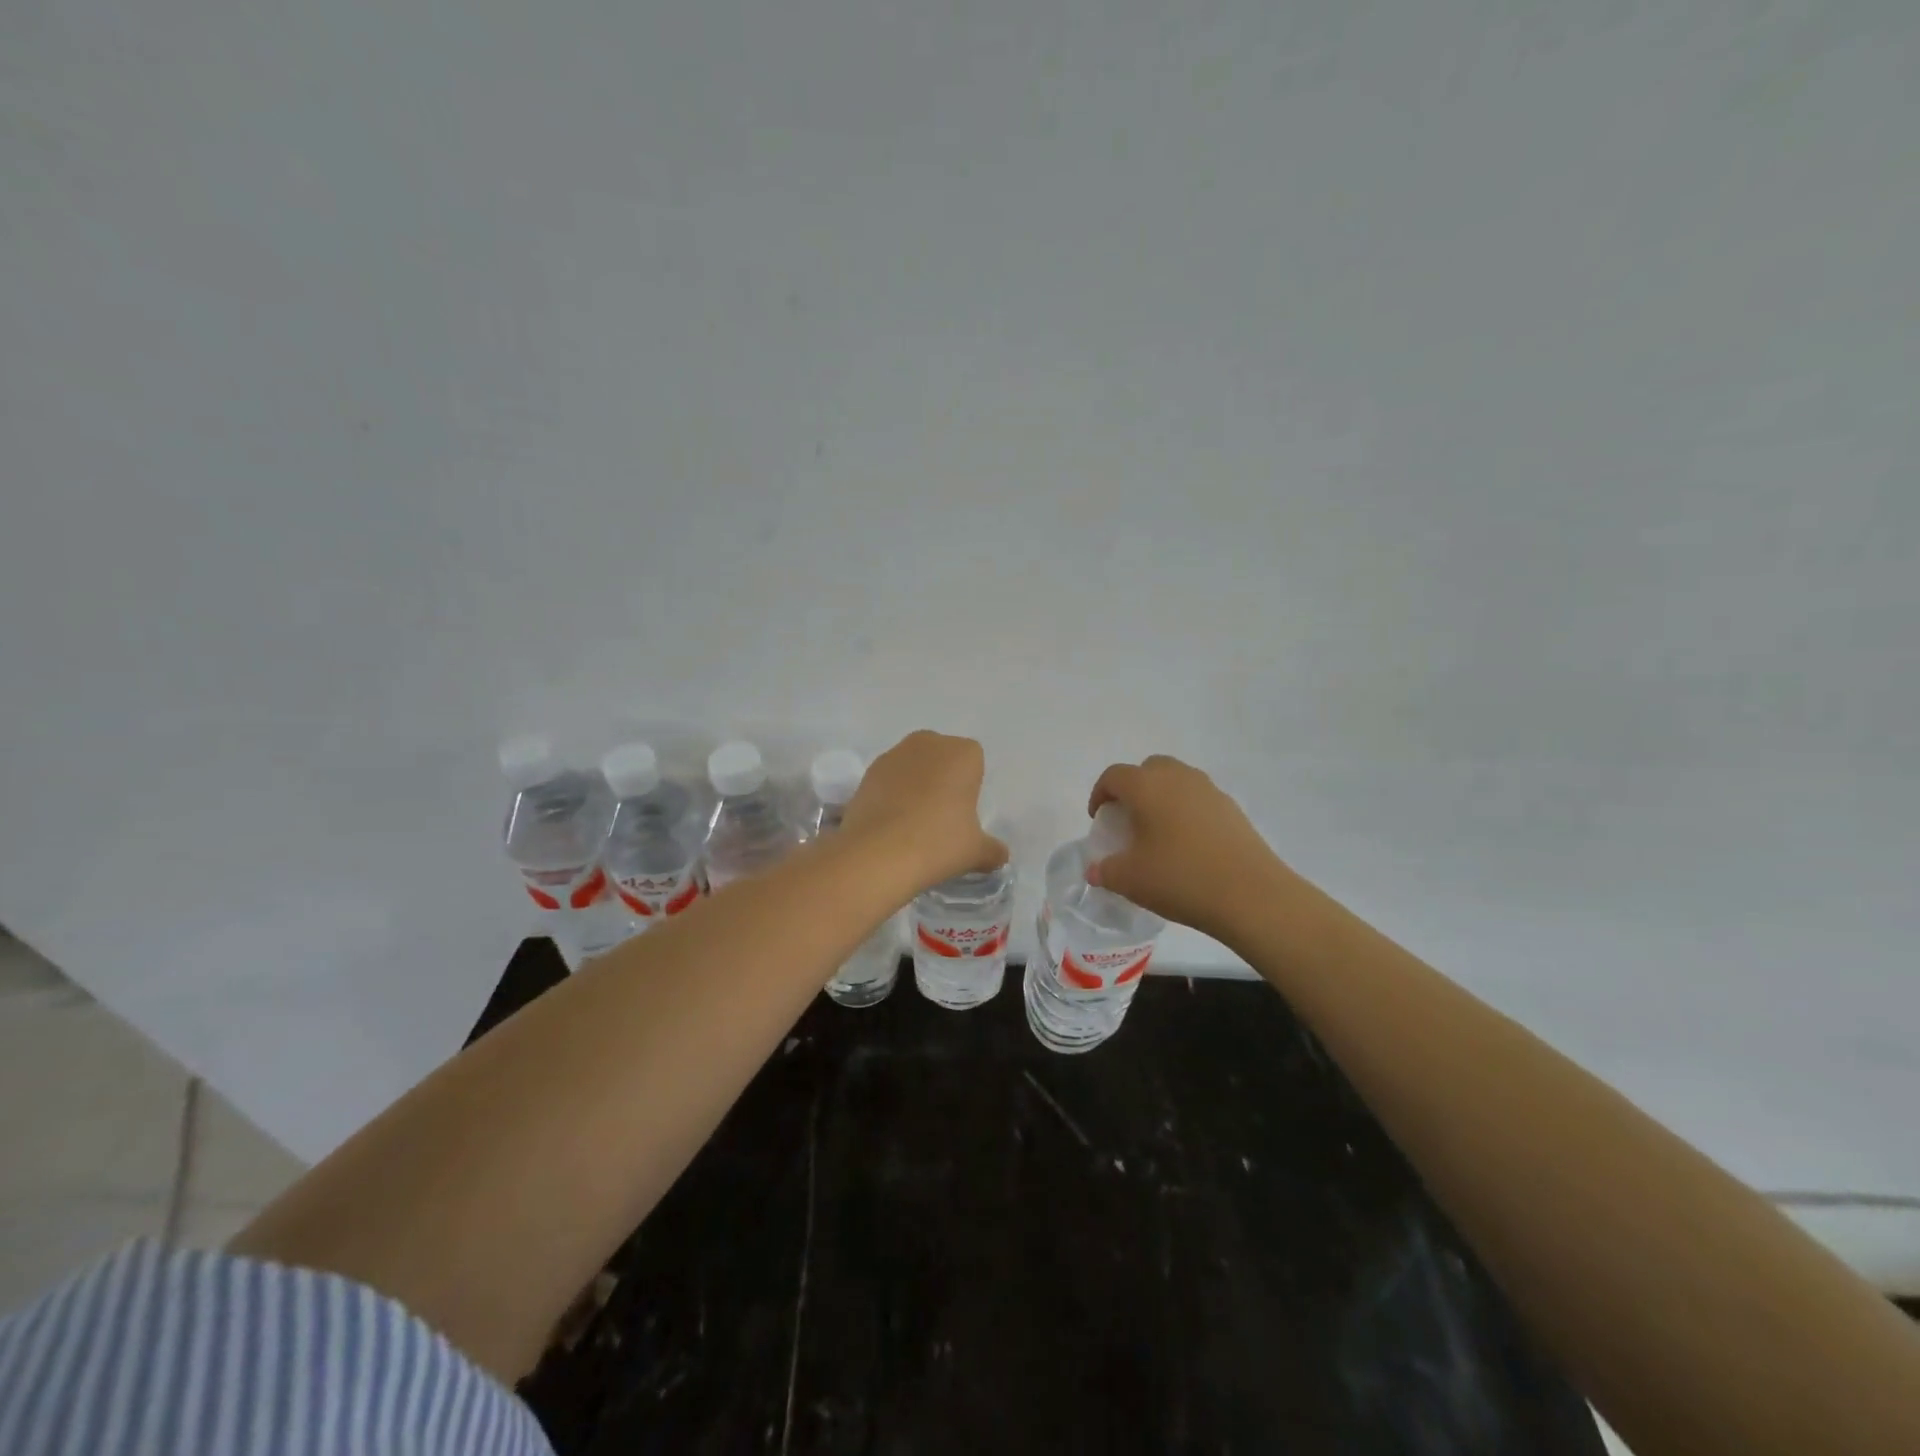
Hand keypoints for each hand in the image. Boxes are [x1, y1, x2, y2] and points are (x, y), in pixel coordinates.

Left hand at [841, 731, 1007, 892]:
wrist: (877, 854)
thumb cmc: (938, 842)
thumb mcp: (976, 852)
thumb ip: (992, 850)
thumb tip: (1000, 856)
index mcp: (962, 753)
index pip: (974, 760)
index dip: (970, 786)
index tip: (964, 813)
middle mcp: (928, 743)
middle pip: (941, 757)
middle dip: (942, 778)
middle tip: (942, 816)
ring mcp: (893, 755)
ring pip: (913, 767)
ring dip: (915, 785)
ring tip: (913, 823)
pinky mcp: (866, 774)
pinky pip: (888, 780)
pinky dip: (891, 795)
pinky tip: (891, 825)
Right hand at [1086, 755, 1287, 939]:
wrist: (1251, 895)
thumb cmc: (1180, 878)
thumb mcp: (1130, 880)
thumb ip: (1105, 871)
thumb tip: (1095, 871)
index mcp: (1147, 786)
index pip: (1114, 776)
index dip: (1100, 794)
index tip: (1099, 819)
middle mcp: (1178, 778)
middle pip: (1148, 769)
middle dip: (1133, 788)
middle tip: (1129, 818)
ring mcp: (1210, 791)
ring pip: (1177, 781)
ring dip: (1162, 797)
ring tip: (1159, 832)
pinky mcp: (1233, 809)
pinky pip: (1199, 799)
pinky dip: (1186, 812)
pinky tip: (1188, 845)